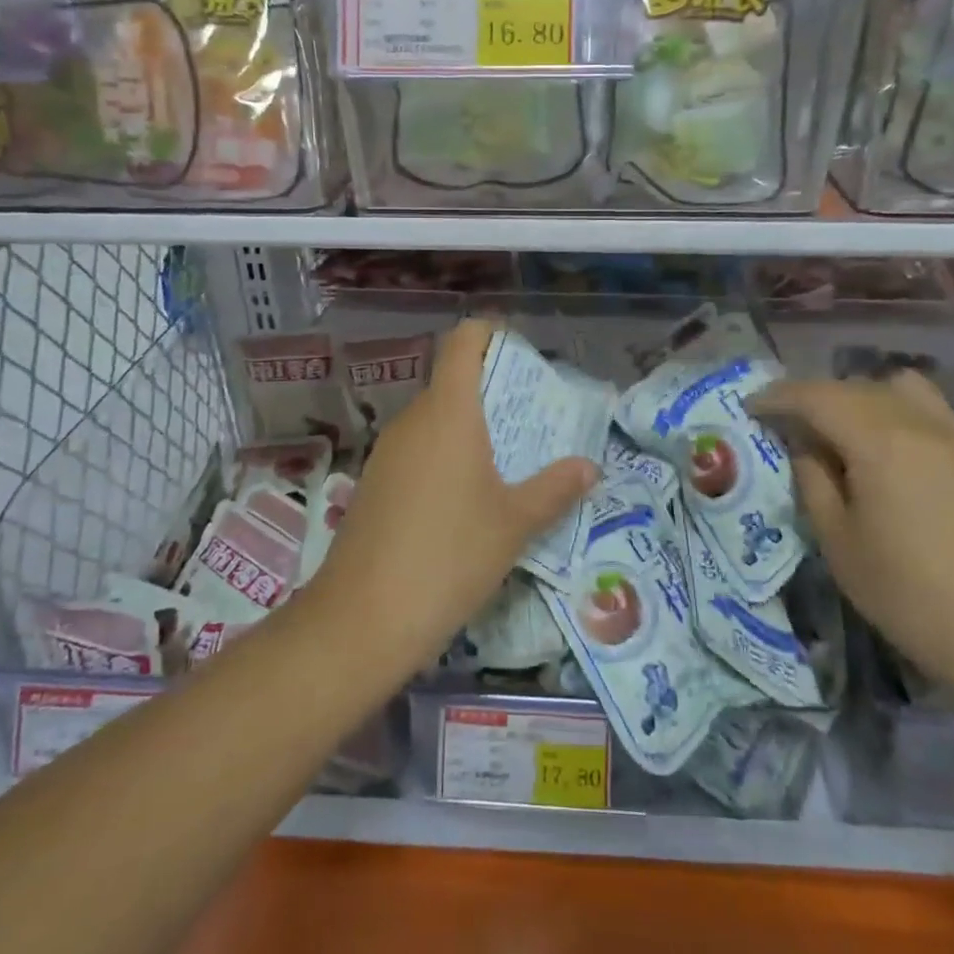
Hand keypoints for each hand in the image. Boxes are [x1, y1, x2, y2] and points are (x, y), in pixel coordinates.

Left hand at [310, 319, 598, 672]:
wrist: (363, 618)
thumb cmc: (450, 556)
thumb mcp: (515, 523)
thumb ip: (555, 488)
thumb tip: (590, 466)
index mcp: (449, 412)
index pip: (464, 341)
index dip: (492, 334)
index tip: (523, 355)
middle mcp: (413, 420)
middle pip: (452, 381)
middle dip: (493, 391)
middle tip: (532, 420)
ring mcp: (388, 452)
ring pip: (435, 419)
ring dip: (470, 428)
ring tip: (508, 461)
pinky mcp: (374, 483)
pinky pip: (417, 450)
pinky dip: (445, 456)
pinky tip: (466, 499)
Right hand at [748, 371, 953, 687]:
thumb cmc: (906, 591)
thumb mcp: (838, 539)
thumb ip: (813, 480)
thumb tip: (806, 446)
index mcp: (878, 441)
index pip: (816, 396)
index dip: (778, 397)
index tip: (750, 408)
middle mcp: (918, 423)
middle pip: (854, 386)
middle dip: (813, 396)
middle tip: (785, 422)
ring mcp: (953, 436)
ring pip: (896, 387)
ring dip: (858, 396)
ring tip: (839, 429)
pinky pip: (926, 407)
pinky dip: (894, 408)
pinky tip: (882, 446)